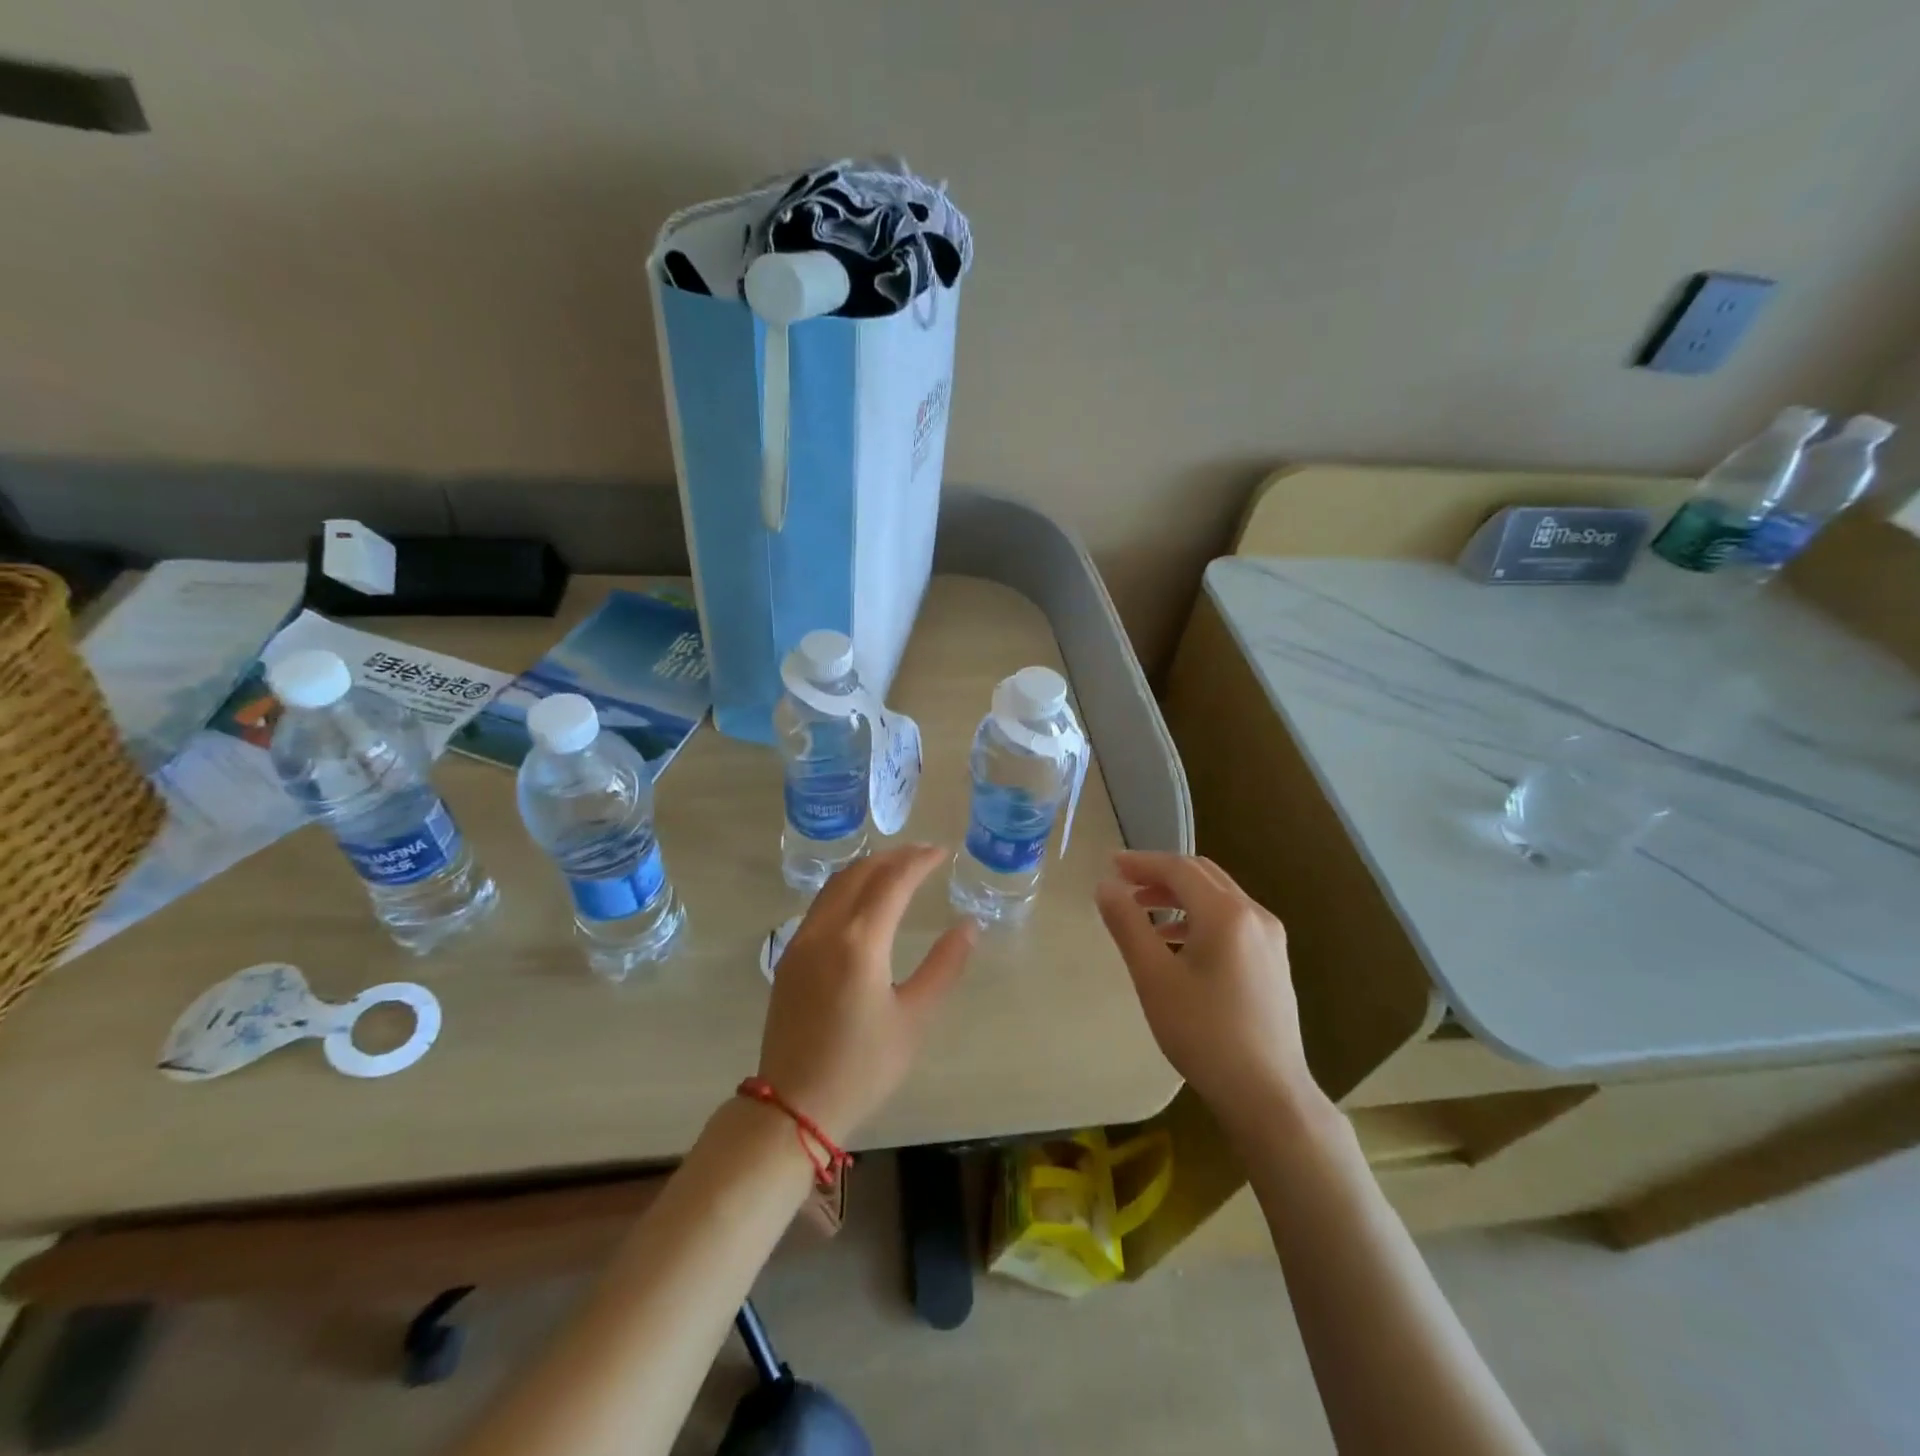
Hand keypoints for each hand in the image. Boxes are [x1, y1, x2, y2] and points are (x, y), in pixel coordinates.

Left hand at [757, 845, 975, 1142]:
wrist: (793, 1106)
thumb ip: (944, 966)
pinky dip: (848, 887)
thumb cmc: (863, 1067)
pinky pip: (821, 903)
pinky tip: (864, 898)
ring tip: (897, 867)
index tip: (942, 852)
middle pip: (861, 872)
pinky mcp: (790, 956)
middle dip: (894, 857)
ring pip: (836, 884)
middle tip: (924, 854)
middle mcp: (826, 930)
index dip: (919, 861)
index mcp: (859, 943)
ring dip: (868, 868)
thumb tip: (969, 925)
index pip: (893, 881)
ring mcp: (801, 940)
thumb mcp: (914, 1019)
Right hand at [1095, 852, 1314, 1116]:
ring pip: (1219, 897)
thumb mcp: (1154, 977)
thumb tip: (1106, 886)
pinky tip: (1177, 943)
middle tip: (1124, 883)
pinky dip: (1199, 916)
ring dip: (1179, 896)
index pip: (1179, 869)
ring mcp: (1270, 938)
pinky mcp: (1274, 961)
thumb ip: (1128, 924)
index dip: (1142, 862)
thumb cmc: (1204, 1034)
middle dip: (1161, 874)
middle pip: (1202, 876)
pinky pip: (1232, 920)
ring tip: (1143, 912)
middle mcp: (1254, 914)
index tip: (1110, 864)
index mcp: (1226, 913)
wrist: (1268, 1094)